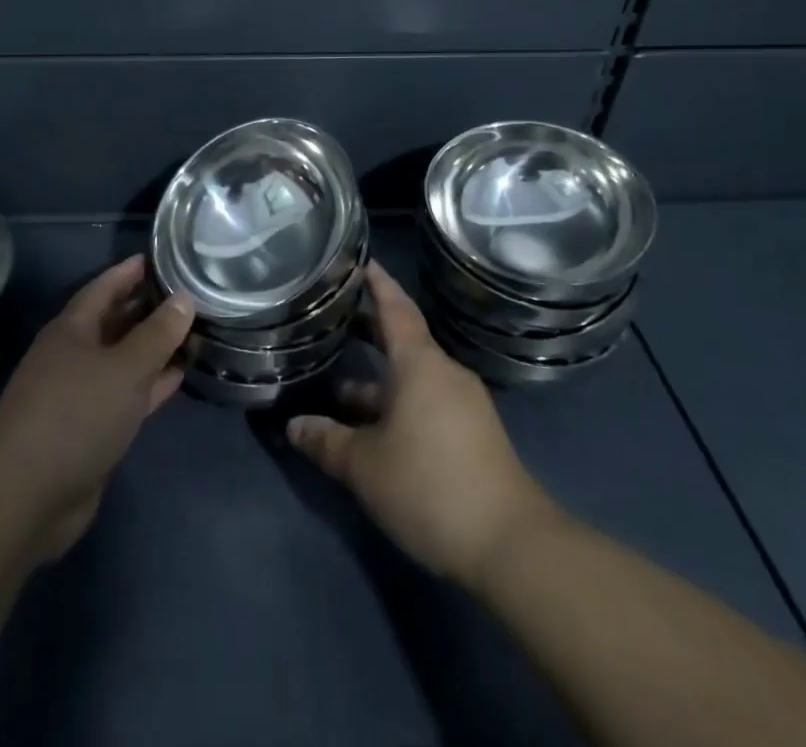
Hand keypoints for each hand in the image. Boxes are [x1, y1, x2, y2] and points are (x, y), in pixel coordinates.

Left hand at [0, 255, 193, 565]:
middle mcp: (73, 355)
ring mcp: (80, 394)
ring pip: (123, 359)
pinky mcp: (90, 429)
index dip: (130, 271)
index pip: (104, 288)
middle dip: (148, 308)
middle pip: (115, 322)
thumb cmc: (75, 416)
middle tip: (189, 293)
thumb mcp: (125, 369)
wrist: (26, 498)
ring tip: (193, 330)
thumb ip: (157, 334)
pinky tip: (179, 375)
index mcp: (71, 330)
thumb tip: (184, 298)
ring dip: (154, 348)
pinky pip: (126, 393)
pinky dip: (151, 383)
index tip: (161, 257)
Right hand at [286, 262, 555, 588]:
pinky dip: (395, 404)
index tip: (359, 261)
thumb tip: (293, 426)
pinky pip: (425, 403)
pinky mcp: (471, 435)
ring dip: (376, 381)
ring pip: (410, 379)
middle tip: (333, 317)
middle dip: (368, 330)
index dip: (376, 283)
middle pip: (402, 341)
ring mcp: (462, 404)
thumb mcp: (365, 466)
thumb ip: (326, 441)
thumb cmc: (429, 485)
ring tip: (336, 386)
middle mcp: (443, 373)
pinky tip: (371, 428)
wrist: (512, 546)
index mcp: (420, 363)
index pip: (395, 307)